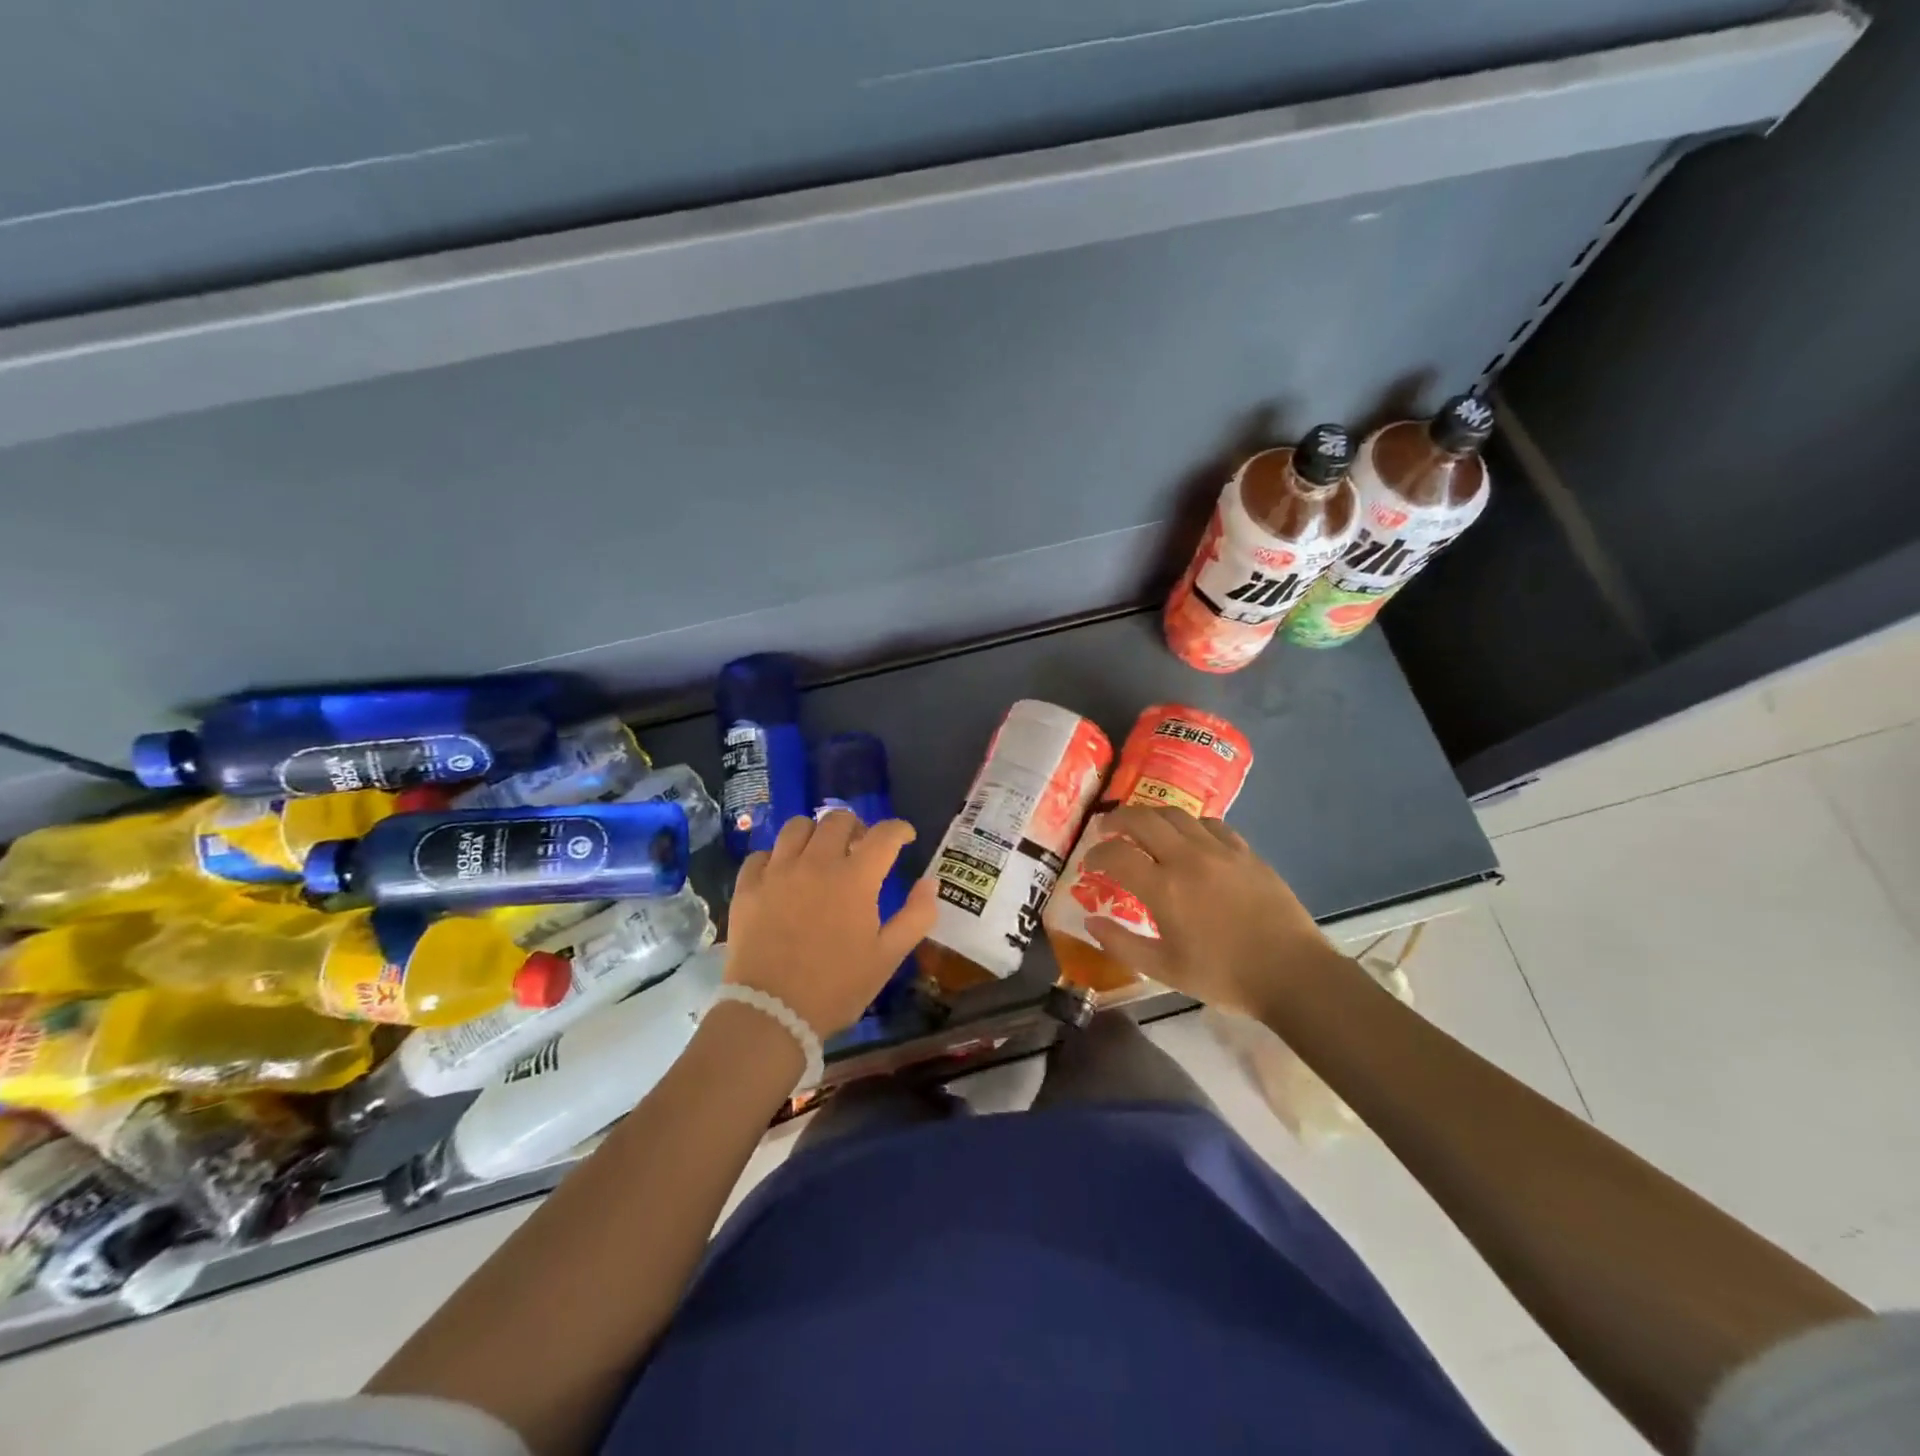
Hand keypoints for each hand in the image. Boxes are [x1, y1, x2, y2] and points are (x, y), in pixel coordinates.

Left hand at [725, 811, 937, 1035]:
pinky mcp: (747, 888)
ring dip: (815, 834)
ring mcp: (777, 872)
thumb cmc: (837, 987)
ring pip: (796, 827)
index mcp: (855, 878)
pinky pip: (761, 855)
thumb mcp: (888, 957)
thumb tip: (930, 882)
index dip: (899, 829)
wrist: (772, 1013)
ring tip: (819, 854)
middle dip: (857, 827)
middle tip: (860, 848)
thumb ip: (916, 916)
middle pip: (838, 820)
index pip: (884, 834)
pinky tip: (782, 875)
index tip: (905, 837)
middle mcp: (816, 863)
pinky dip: (776, 857)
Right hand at [1079, 806, 1344, 1022]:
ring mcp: (1219, 850)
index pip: (1116, 855)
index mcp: (1163, 888)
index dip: (1096, 854)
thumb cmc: (1224, 976)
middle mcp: (1186, 858)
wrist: (1292, 973)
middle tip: (1107, 829)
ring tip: (1143, 827)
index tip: (1090, 863)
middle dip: (1117, 820)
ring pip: (1176, 814)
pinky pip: (1211, 823)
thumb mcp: (1164, 970)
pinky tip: (1189, 837)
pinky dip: (1190, 824)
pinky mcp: (1245, 852)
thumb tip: (1091, 923)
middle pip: (1142, 819)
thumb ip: (1122, 944)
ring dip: (1151, 816)